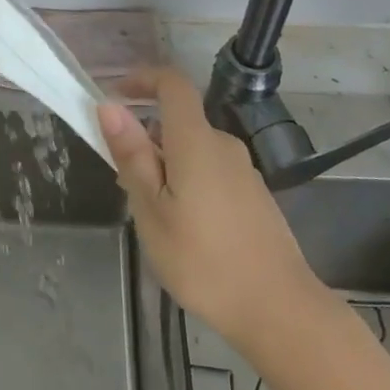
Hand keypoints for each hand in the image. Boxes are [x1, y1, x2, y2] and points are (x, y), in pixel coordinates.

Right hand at [99, 69, 322, 346]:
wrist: (280, 311)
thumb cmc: (204, 261)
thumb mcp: (152, 211)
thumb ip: (132, 156)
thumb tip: (110, 106)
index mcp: (196, 142)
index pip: (173, 84)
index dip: (143, 78)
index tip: (116, 94)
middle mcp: (224, 146)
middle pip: (180, 122)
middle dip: (146, 138)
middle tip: (124, 182)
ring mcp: (244, 172)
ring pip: (194, 150)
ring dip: (166, 164)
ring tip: (151, 214)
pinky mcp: (254, 196)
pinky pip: (211, 171)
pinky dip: (188, 181)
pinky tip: (184, 228)